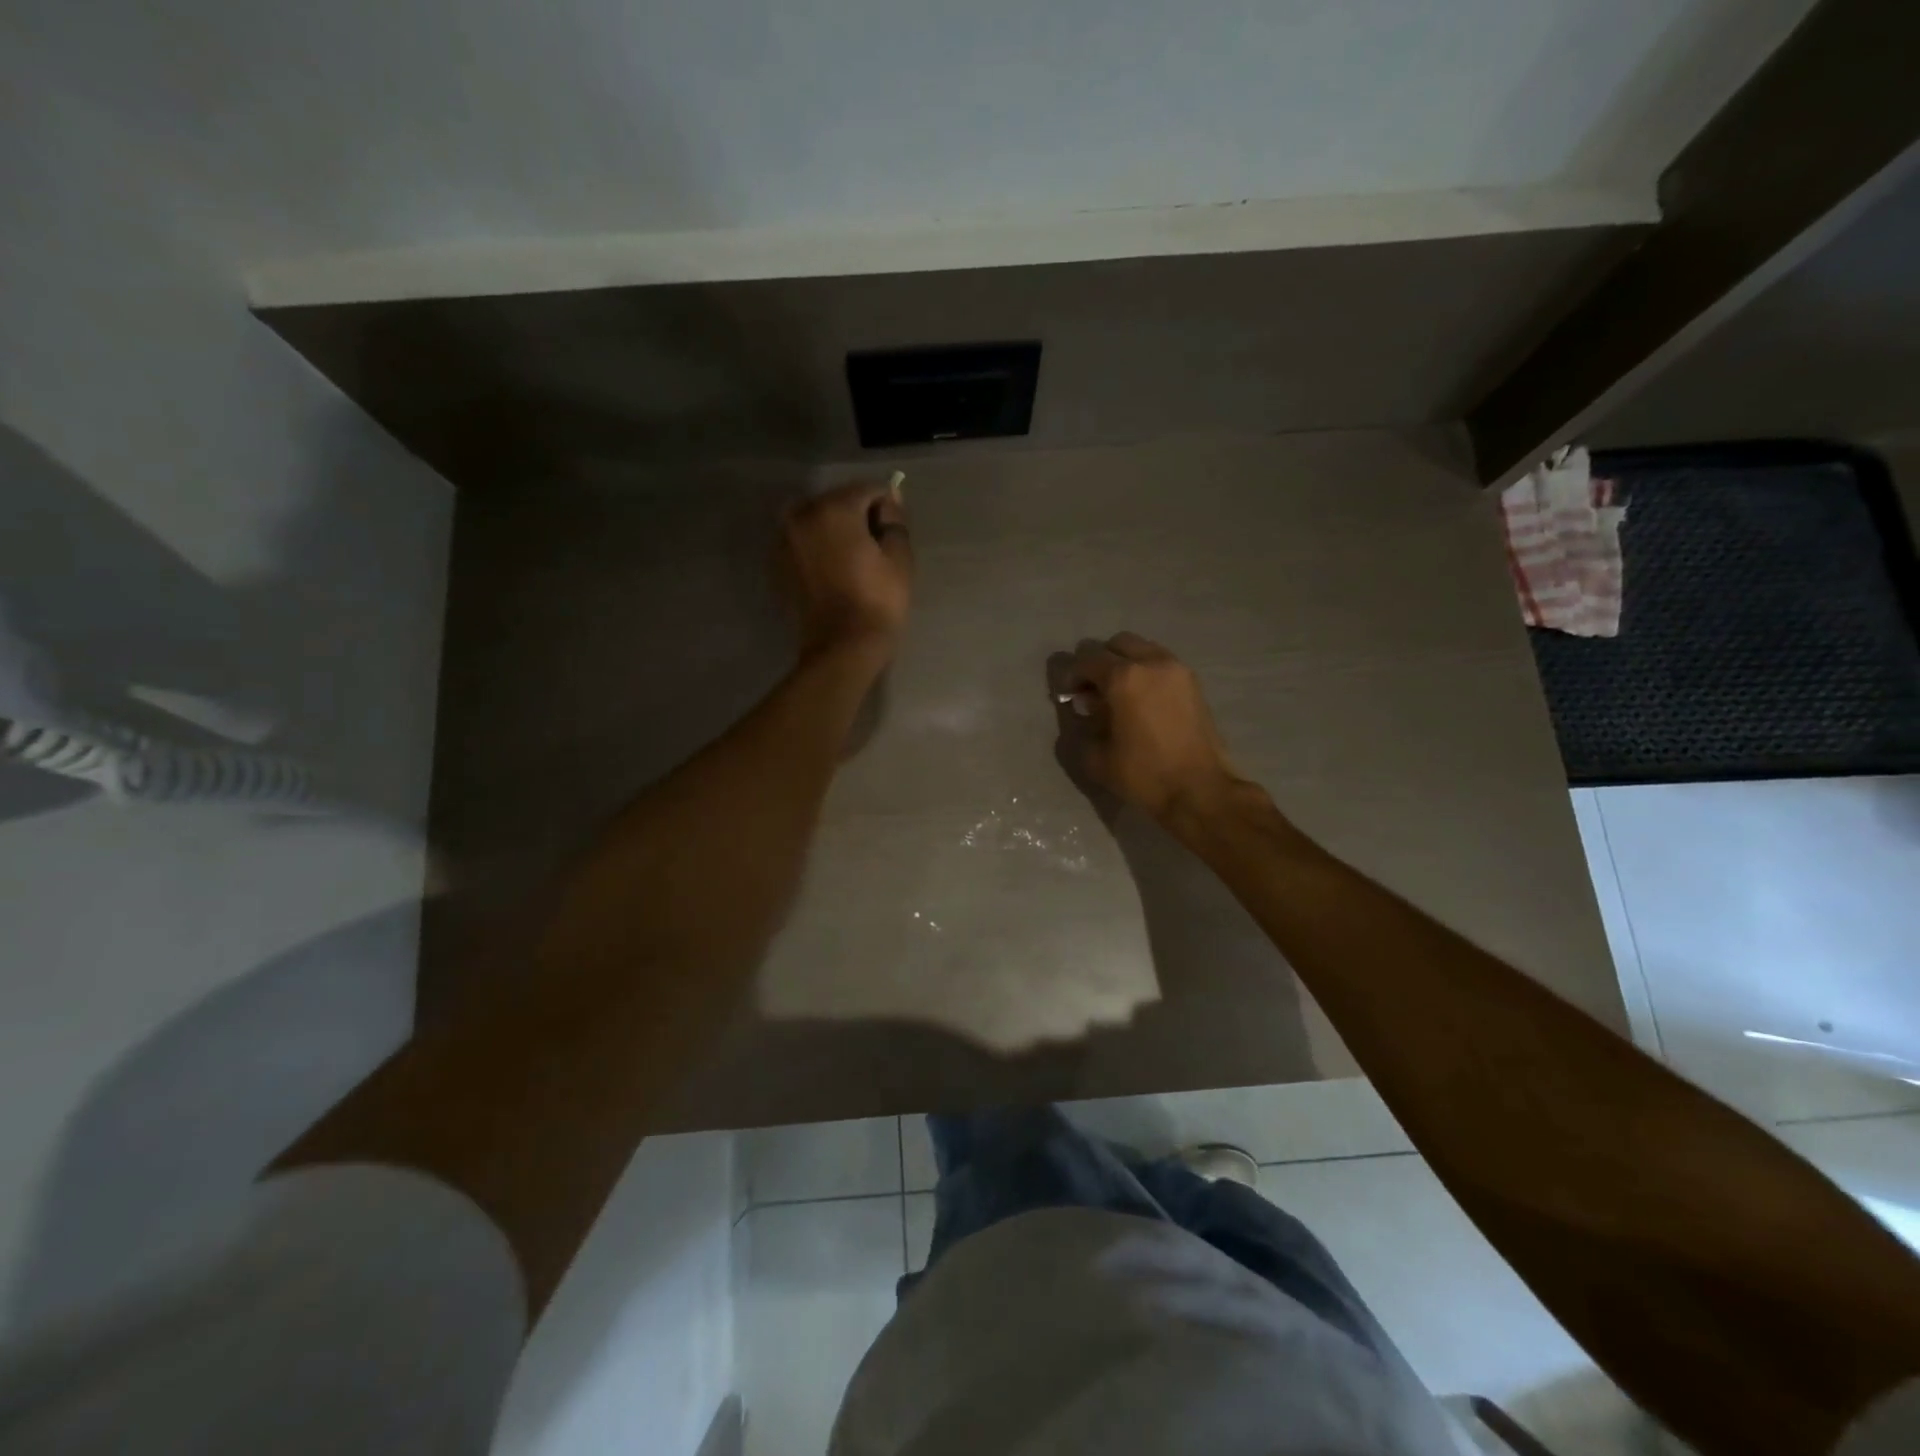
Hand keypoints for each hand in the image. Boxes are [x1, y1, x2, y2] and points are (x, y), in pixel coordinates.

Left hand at [782, 481, 912, 662]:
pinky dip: (816, 547)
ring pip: (814, 520)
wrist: (841, 648)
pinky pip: (801, 543)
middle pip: (836, 501)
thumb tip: (890, 500)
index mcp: (834, 509)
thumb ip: (895, 521)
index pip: (867, 490)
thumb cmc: (878, 602)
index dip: (886, 506)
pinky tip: (832, 571)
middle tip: (874, 545)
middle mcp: (801, 515)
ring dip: (833, 530)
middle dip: (856, 515)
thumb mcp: (899, 559)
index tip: (894, 529)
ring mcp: (783, 541)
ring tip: (851, 557)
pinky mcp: (776, 565)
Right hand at [1059, 633, 1242, 822]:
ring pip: (1142, 649)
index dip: (1071, 675)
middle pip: (1116, 644)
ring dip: (1124, 664)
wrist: (1200, 790)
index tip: (1067, 696)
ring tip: (1117, 695)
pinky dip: (1145, 672)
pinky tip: (1140, 701)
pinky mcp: (1193, 683)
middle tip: (1091, 691)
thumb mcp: (1096, 758)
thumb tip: (1084, 710)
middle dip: (1098, 662)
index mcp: (1124, 678)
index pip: (1087, 660)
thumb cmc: (1144, 774)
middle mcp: (1151, 662)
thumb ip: (1082, 727)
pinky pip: (1160, 663)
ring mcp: (1177, 669)